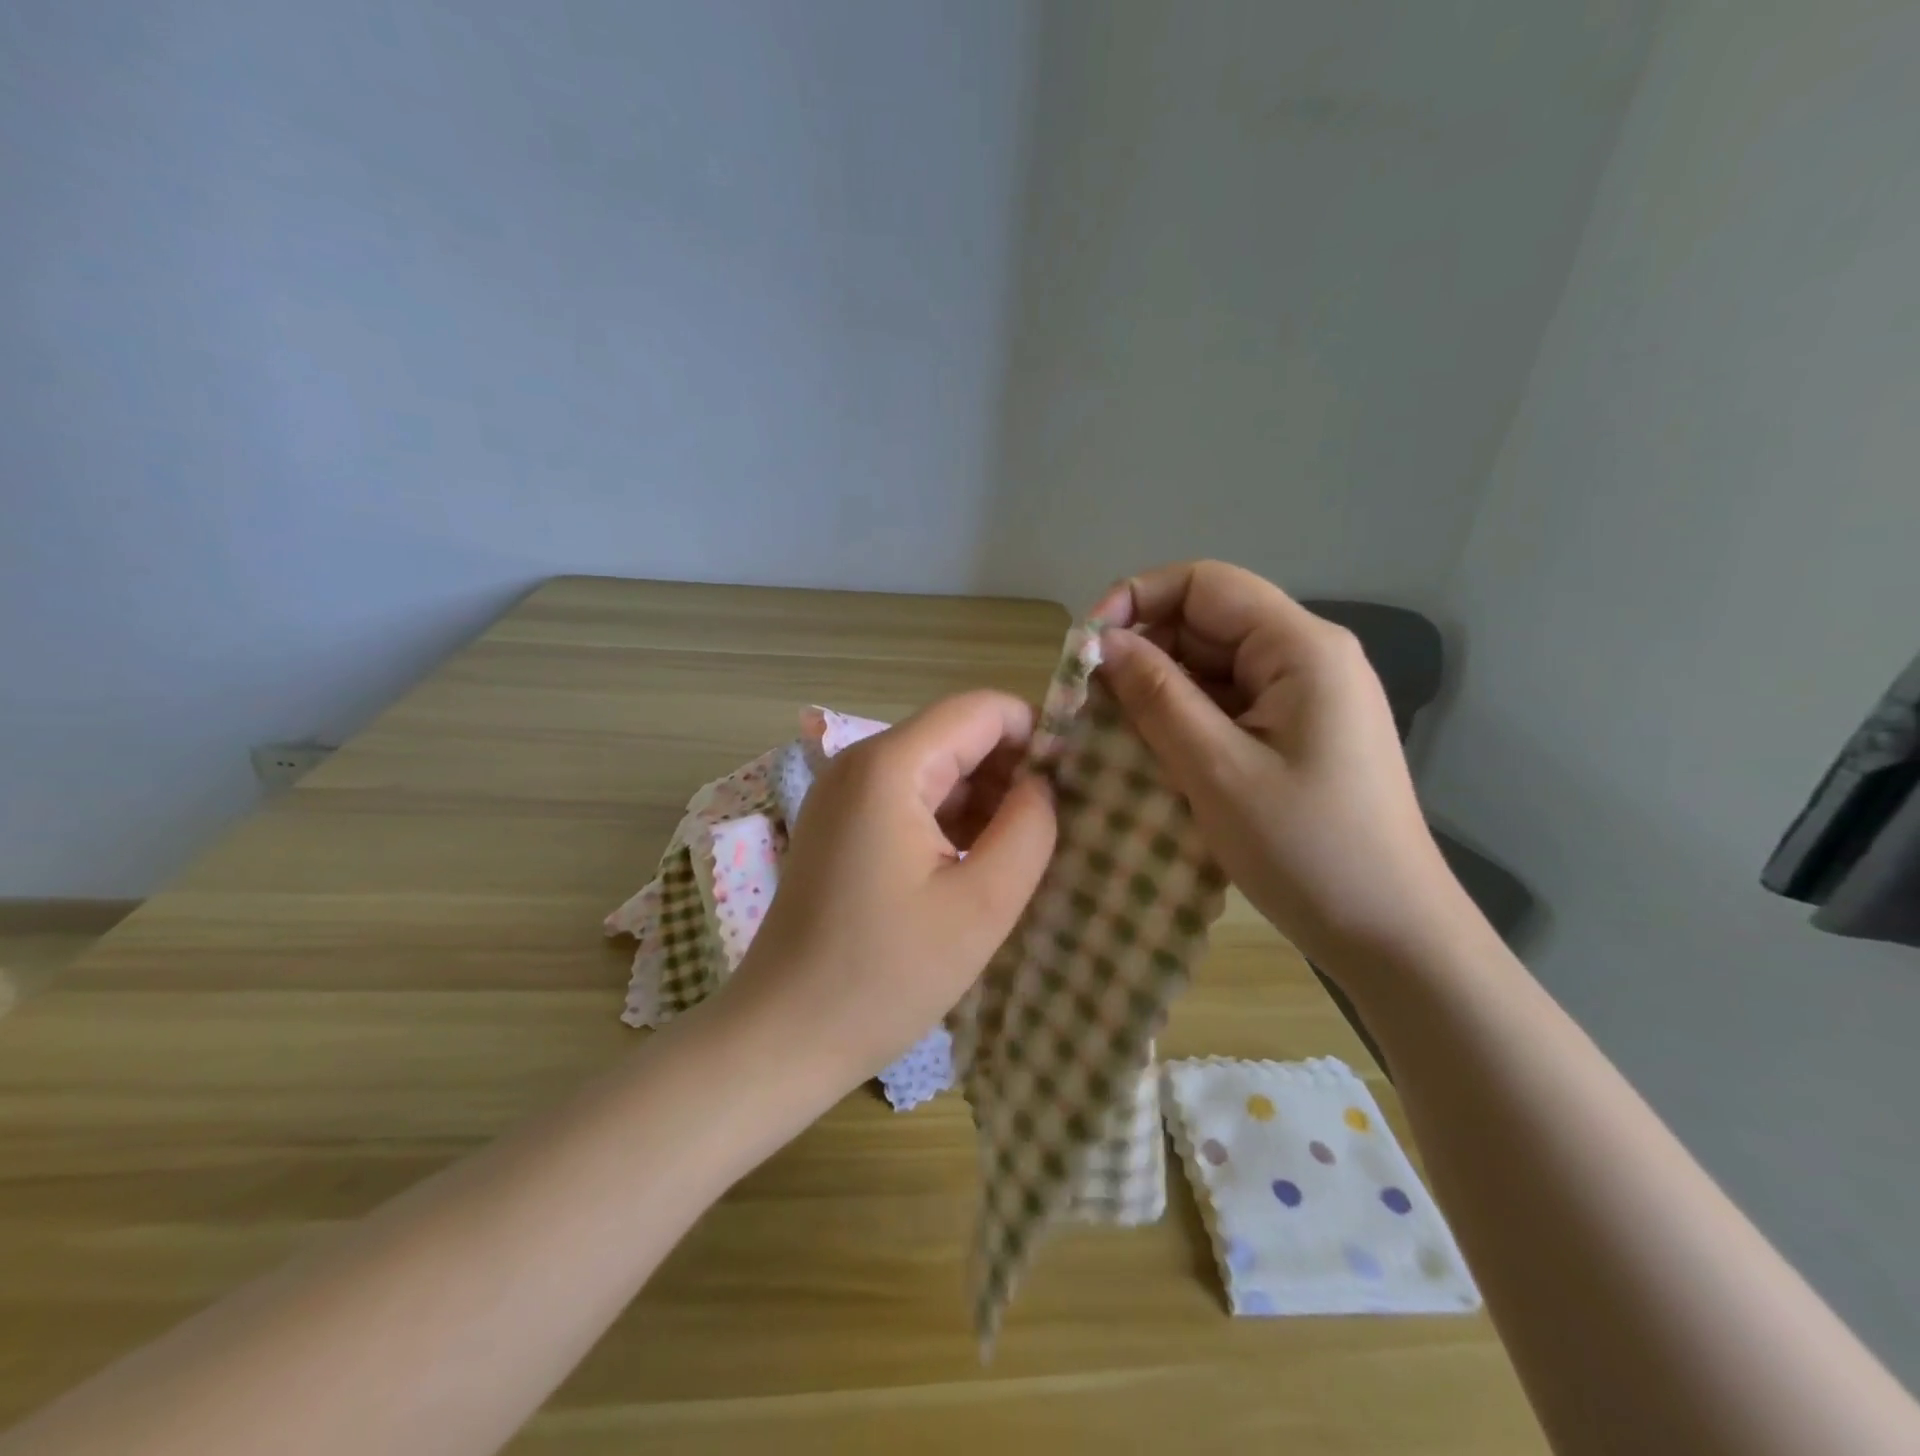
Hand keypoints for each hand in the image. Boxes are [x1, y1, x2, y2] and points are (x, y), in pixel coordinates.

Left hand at [711, 690, 1057, 1095]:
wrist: (783, 1034)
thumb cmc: (885, 975)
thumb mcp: (982, 905)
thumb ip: (1029, 828)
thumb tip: (1041, 784)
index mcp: (891, 766)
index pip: (983, 708)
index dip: (1036, 735)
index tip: (1073, 786)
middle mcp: (860, 762)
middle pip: (957, 734)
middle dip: (1010, 772)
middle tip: (1050, 831)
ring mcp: (843, 792)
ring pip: (935, 767)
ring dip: (982, 800)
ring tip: (1016, 856)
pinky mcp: (839, 824)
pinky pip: (908, 797)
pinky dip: (948, 819)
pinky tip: (971, 867)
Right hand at [1092, 561, 1468, 968]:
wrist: (1392, 935)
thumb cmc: (1306, 850)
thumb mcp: (1216, 769)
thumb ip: (1157, 696)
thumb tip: (1102, 642)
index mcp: (1300, 648)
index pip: (1204, 584)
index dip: (1137, 600)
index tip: (1086, 648)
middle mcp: (1307, 657)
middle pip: (1207, 623)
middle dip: (1143, 652)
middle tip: (1088, 702)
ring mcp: (1306, 698)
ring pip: (1213, 667)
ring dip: (1158, 691)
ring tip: (1110, 731)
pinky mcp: (1298, 734)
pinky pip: (1228, 705)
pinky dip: (1184, 720)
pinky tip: (1151, 752)